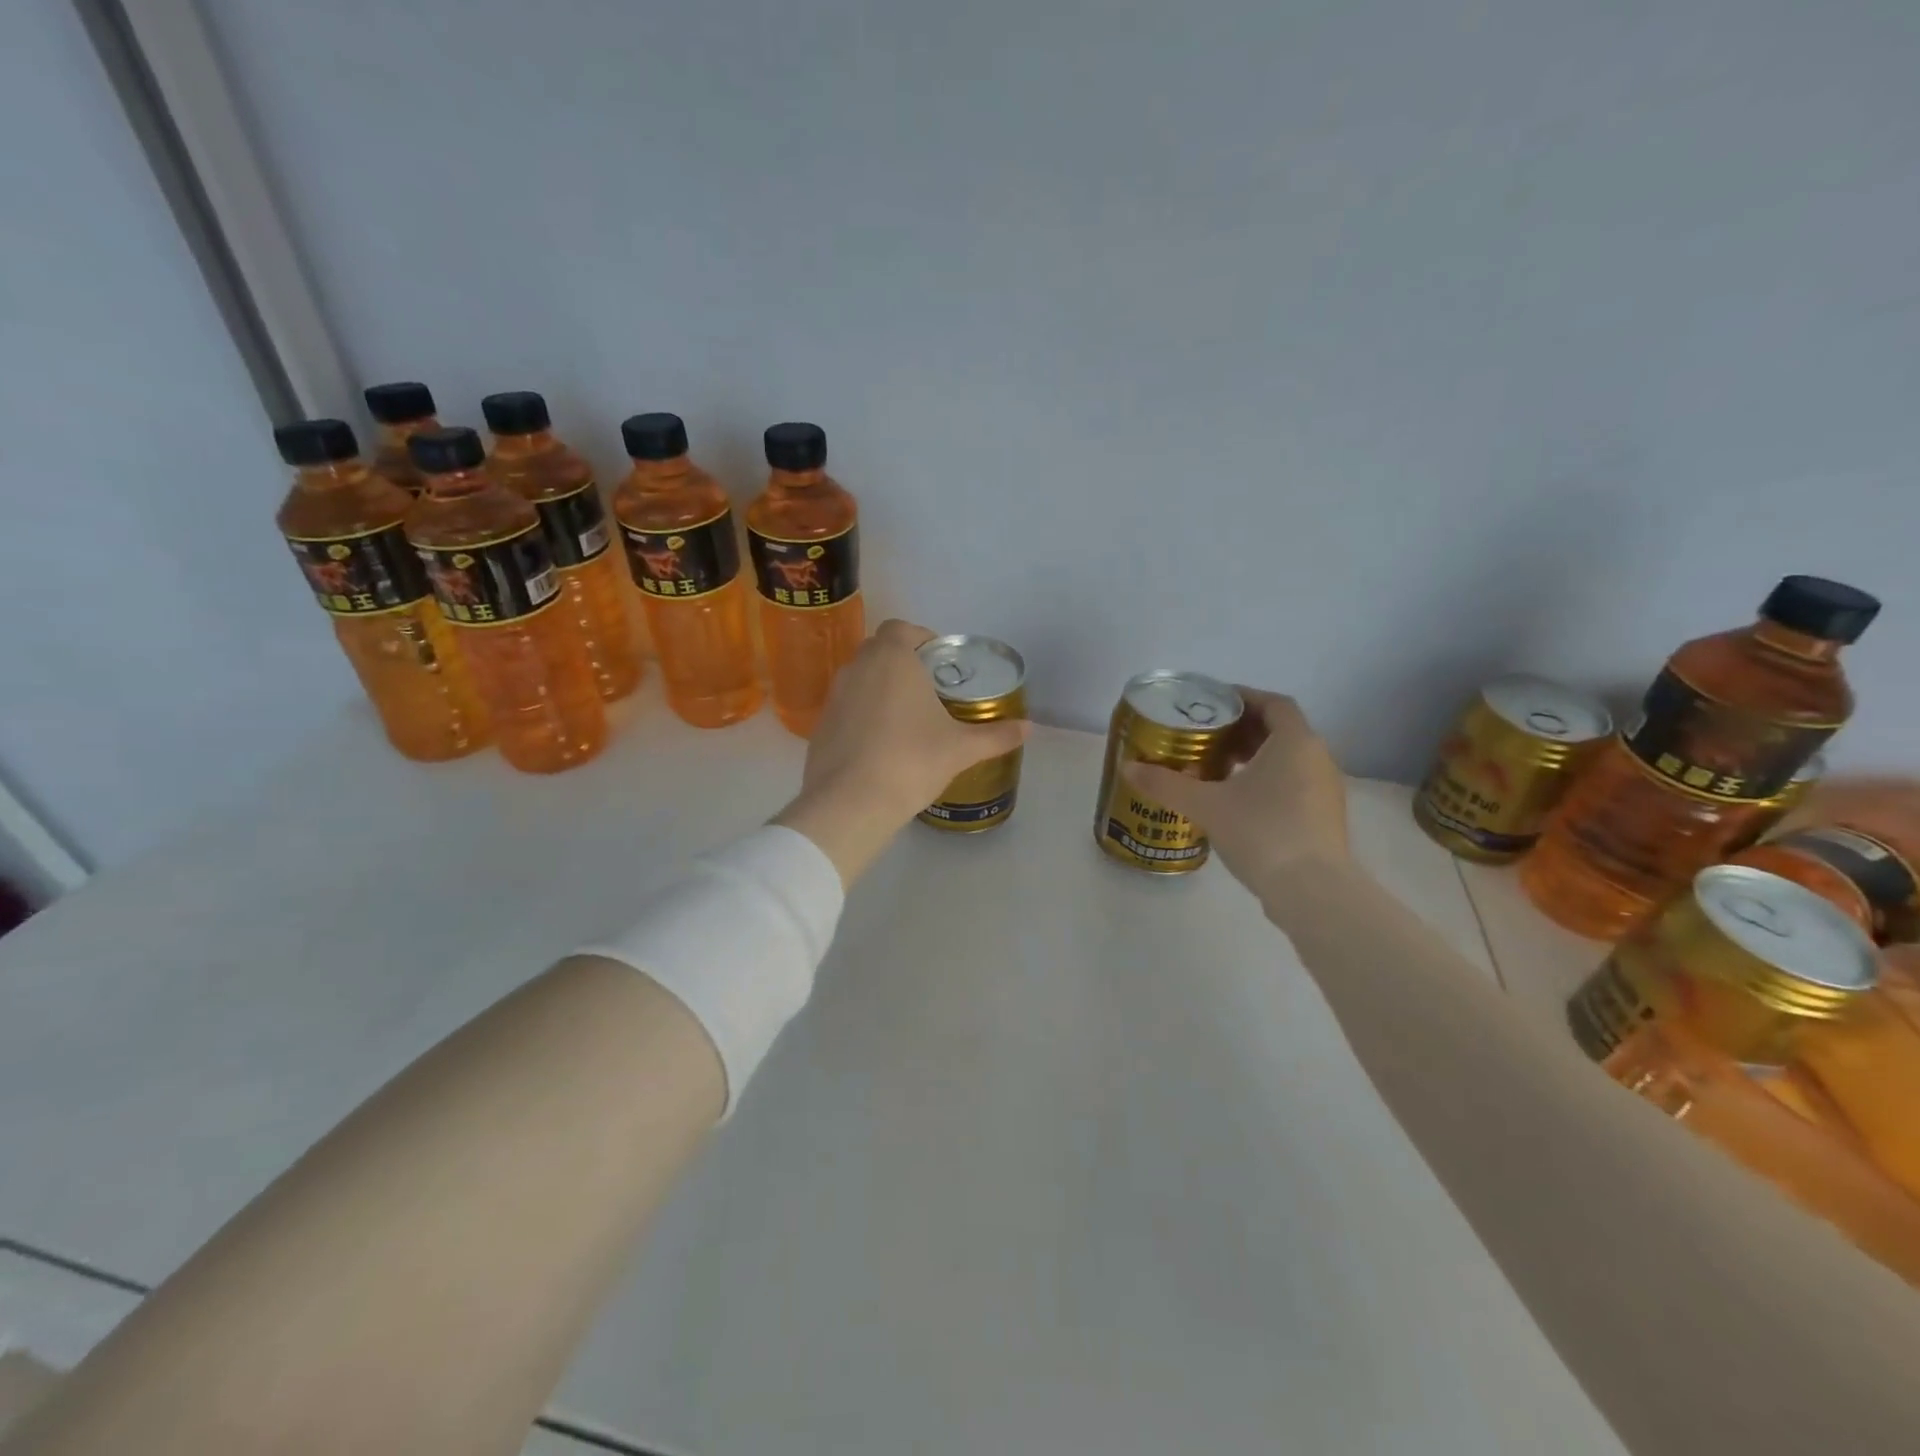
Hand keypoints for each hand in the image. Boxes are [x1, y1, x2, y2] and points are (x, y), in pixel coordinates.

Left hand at [774, 621, 1029, 884]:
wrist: (850, 803)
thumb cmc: (911, 761)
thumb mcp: (961, 749)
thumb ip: (996, 735)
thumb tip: (1028, 728)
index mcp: (892, 658)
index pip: (902, 628)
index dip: (922, 639)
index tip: (940, 661)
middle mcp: (858, 667)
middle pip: (880, 650)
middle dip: (903, 663)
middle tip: (929, 690)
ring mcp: (834, 696)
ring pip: (861, 679)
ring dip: (882, 688)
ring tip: (907, 719)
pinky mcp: (821, 725)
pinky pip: (847, 708)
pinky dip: (863, 715)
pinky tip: (881, 745)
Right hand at [1123, 688, 1349, 892]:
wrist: (1312, 891)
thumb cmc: (1262, 832)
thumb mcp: (1206, 805)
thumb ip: (1166, 783)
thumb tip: (1128, 767)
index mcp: (1294, 742)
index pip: (1273, 703)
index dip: (1243, 698)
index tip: (1212, 704)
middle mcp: (1317, 758)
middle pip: (1279, 730)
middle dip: (1241, 730)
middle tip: (1205, 738)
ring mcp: (1325, 790)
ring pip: (1287, 760)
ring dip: (1253, 758)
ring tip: (1215, 770)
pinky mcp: (1323, 818)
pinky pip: (1293, 784)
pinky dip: (1266, 781)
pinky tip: (1236, 802)